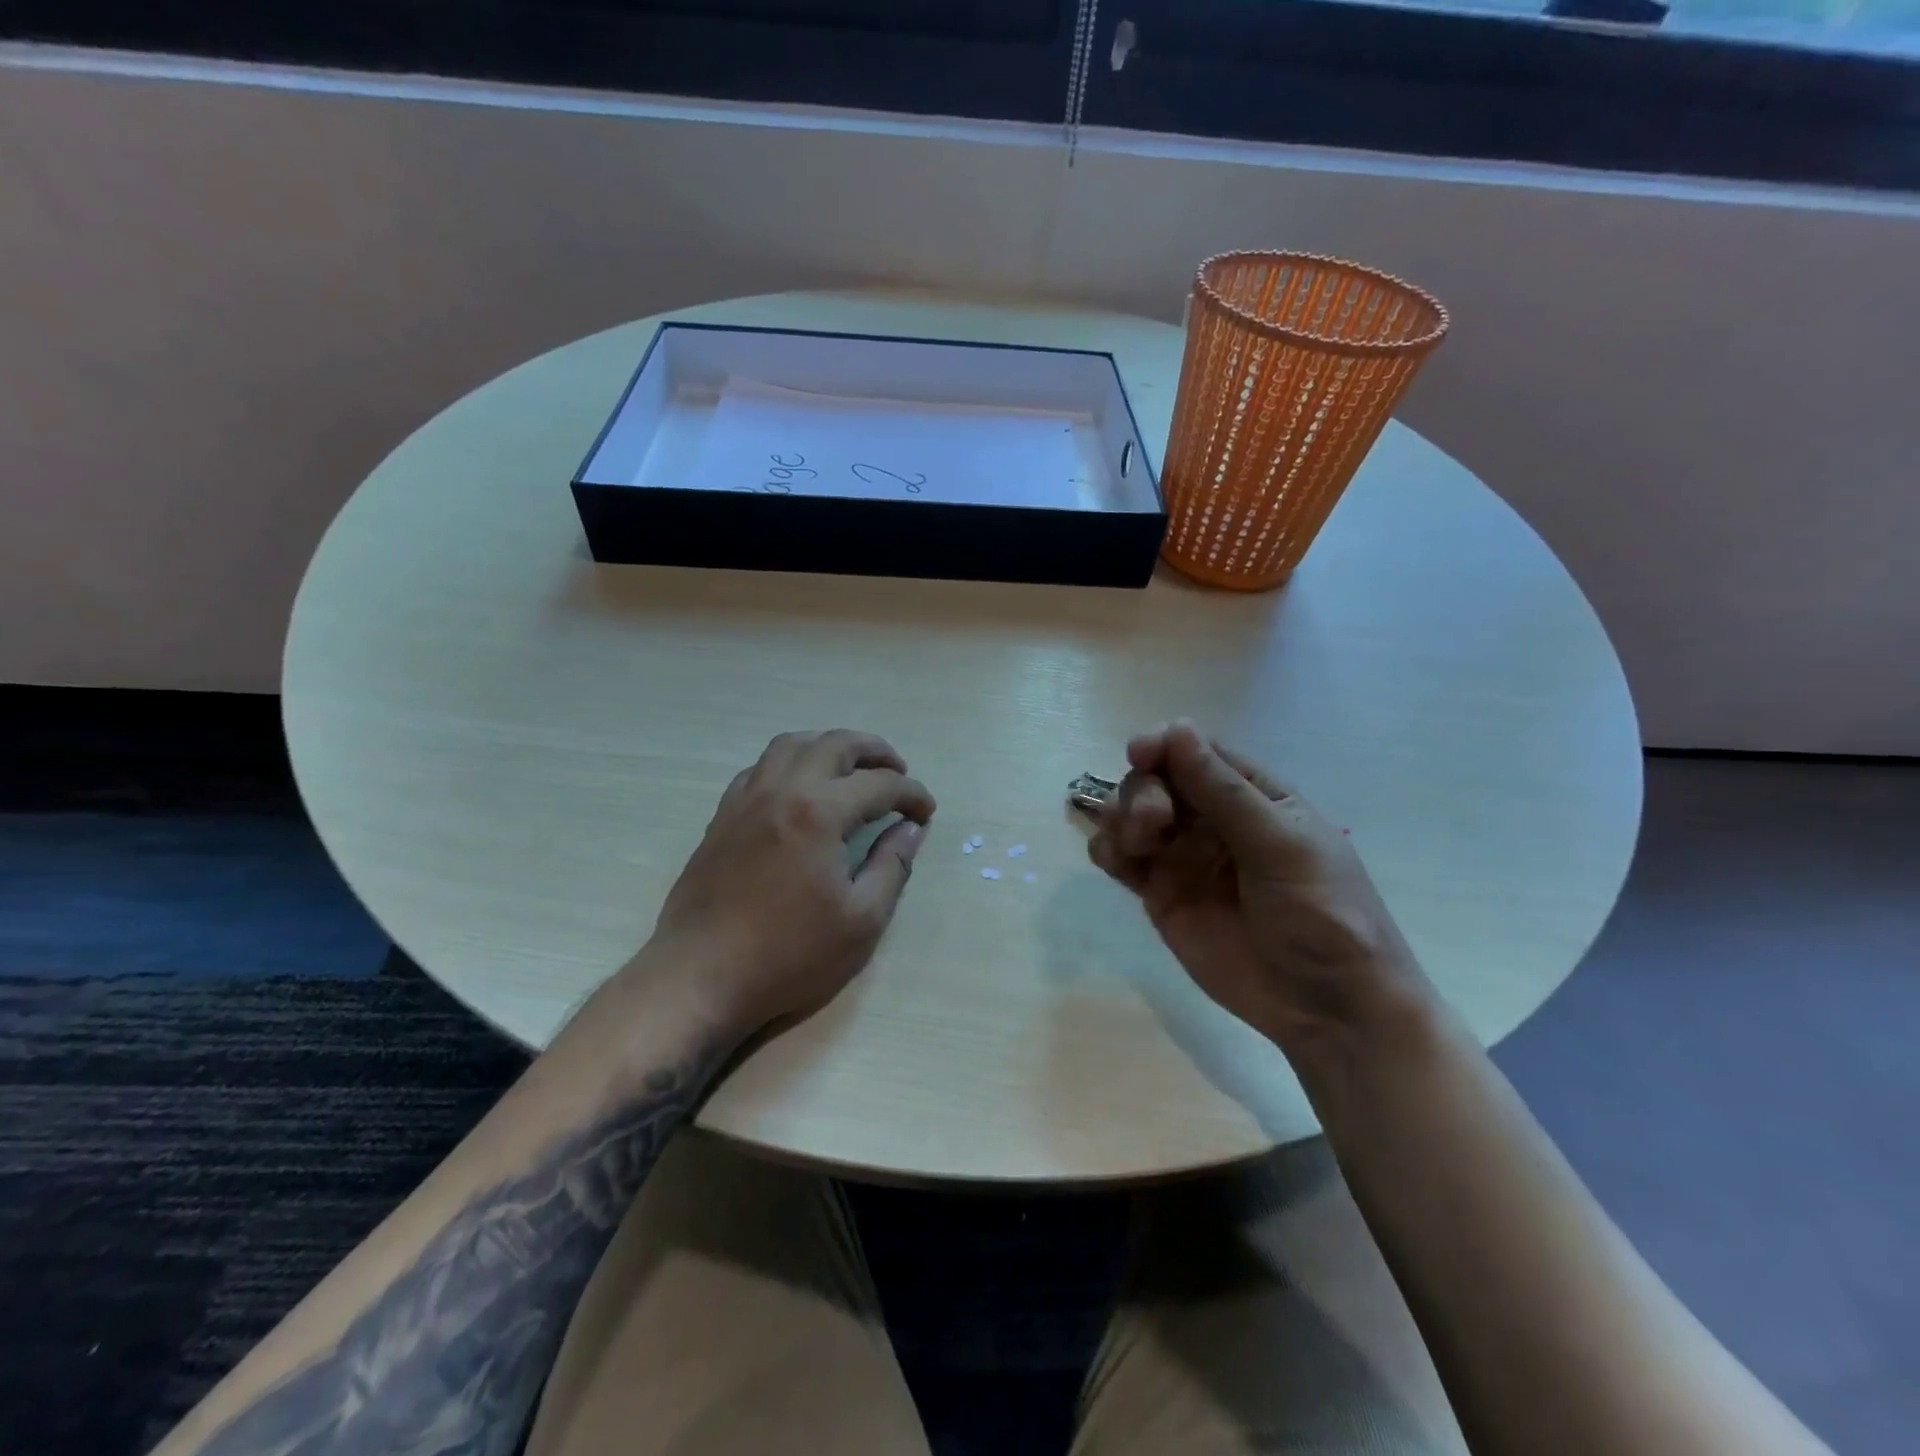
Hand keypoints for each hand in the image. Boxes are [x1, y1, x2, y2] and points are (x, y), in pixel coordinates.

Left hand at [647, 729, 934, 1031]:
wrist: (700, 977)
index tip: (927, 812)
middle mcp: (782, 790)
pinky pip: (760, 768)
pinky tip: (799, 790)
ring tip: (850, 769)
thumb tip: (910, 829)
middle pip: (834, 744)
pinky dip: (790, 764)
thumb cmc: (789, 955)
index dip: (911, 793)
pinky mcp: (723, 817)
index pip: (879, 784)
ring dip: (828, 747)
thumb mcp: (861, 920)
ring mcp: (746, 800)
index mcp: (819, 813)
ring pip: (791, 745)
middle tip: (898, 770)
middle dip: (875, 751)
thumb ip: (892, 866)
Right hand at [1087, 721, 1435, 1053]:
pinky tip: (1116, 861)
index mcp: (1252, 796)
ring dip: (1120, 816)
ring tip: (1134, 846)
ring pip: (1131, 814)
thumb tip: (1176, 728)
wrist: (1327, 1007)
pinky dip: (1107, 849)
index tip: (1139, 753)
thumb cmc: (1324, 915)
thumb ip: (1224, 791)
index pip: (1197, 752)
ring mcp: (1183, 856)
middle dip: (1143, 791)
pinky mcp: (1160, 894)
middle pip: (1156, 780)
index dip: (1165, 745)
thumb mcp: (1282, 846)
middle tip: (1152, 823)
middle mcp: (1212, 819)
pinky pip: (1120, 858)